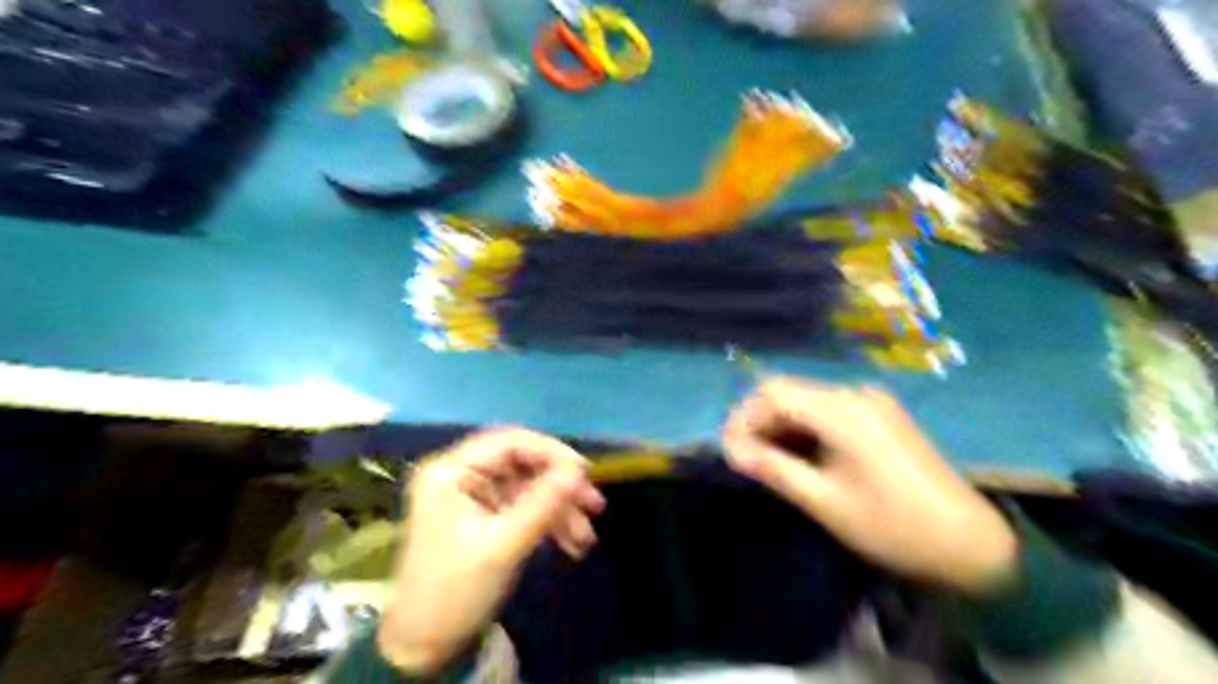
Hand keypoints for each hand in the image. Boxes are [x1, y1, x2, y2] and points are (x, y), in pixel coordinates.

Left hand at [379, 427, 604, 672]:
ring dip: (558, 508)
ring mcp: (472, 495)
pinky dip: (547, 522)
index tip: (585, 473)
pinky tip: (572, 543)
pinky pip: (523, 507)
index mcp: (451, 471)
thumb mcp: (503, 546)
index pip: (509, 442)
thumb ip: (542, 504)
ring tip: (586, 537)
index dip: (550, 452)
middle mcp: (460, 474)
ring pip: (527, 487)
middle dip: (559, 485)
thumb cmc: (455, 591)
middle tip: (594, 505)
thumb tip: (579, 470)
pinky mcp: (484, 515)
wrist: (424, 645)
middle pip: (522, 463)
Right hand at [720, 378, 1021, 594]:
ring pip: (808, 400)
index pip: (773, 394)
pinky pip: (829, 409)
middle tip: (745, 458)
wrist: (969, 543)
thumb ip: (774, 469)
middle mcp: (856, 395)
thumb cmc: (891, 526)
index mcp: (843, 412)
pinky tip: (802, 454)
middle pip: (789, 392)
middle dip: (759, 421)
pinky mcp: (881, 414)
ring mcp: (872, 401)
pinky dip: (806, 427)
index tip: (729, 451)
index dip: (743, 418)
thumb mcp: (824, 501)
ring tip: (768, 460)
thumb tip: (731, 451)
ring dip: (781, 424)